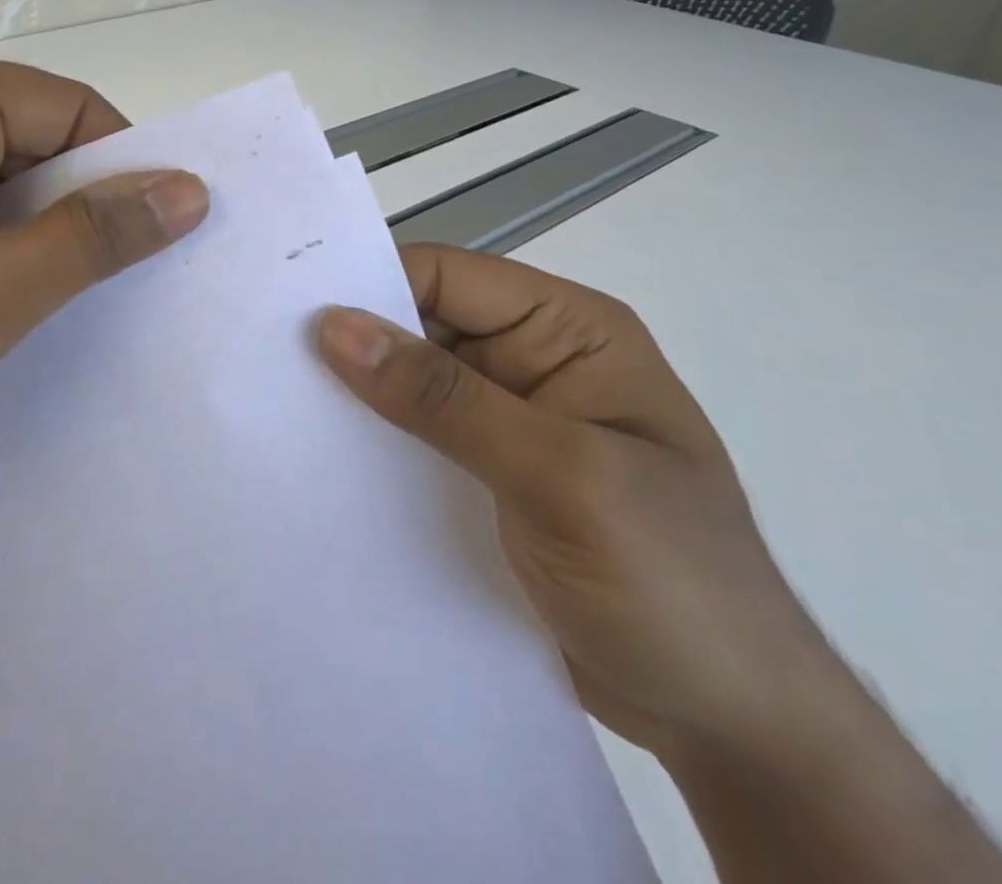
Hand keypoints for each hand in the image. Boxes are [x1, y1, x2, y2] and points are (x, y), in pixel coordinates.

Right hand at [317, 244, 848, 766]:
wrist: (735, 724)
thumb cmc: (670, 580)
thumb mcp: (557, 476)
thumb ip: (443, 397)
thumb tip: (336, 326)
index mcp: (568, 331)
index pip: (450, 277)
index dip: (373, 284)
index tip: (291, 311)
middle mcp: (534, 359)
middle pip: (424, 324)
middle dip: (356, 340)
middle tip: (266, 358)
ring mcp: (511, 419)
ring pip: (413, 381)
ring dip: (359, 394)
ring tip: (279, 407)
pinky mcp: (490, 472)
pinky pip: (418, 435)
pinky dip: (376, 440)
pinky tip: (325, 458)